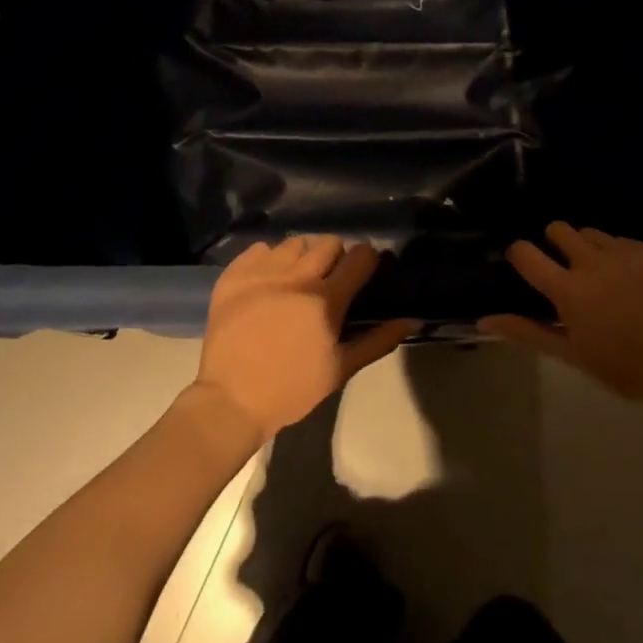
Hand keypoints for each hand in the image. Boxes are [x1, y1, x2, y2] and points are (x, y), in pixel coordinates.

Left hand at [192, 236, 420, 444]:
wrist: (231, 400)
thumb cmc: (292, 389)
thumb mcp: (340, 370)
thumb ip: (377, 341)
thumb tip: (411, 320)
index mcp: (325, 301)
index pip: (359, 258)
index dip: (367, 260)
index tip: (364, 271)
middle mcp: (296, 278)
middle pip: (328, 242)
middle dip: (335, 256)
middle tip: (330, 278)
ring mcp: (262, 273)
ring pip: (293, 243)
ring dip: (302, 256)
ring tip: (296, 277)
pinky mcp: (233, 276)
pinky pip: (258, 249)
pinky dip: (268, 259)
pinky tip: (268, 279)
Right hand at [478, 222, 642, 406]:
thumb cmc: (620, 368)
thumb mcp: (570, 353)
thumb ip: (526, 330)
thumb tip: (483, 319)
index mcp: (570, 291)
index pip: (526, 252)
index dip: (520, 255)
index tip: (525, 265)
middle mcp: (595, 263)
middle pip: (558, 229)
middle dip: (554, 243)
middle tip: (565, 270)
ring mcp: (628, 253)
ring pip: (592, 233)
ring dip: (588, 249)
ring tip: (602, 277)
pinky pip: (624, 241)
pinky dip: (620, 256)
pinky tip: (633, 283)